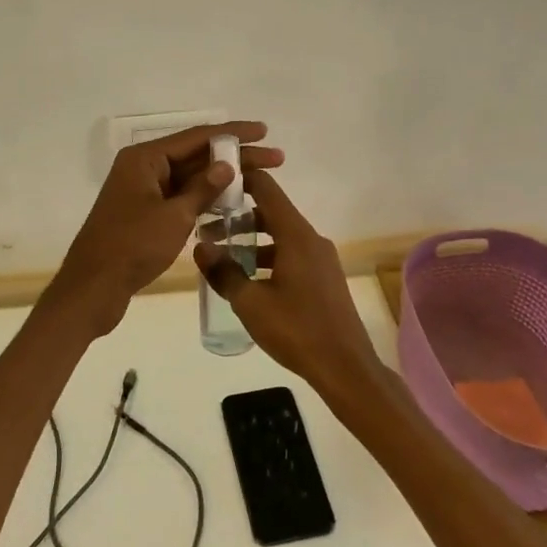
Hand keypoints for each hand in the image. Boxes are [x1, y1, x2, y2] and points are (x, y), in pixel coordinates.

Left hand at [54, 121, 283, 325]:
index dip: (233, 133)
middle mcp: (143, 168)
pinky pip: (180, 197)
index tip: (264, 131)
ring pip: (189, 177)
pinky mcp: (145, 214)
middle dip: (235, 156)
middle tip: (275, 158)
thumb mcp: (174, 216)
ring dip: (222, 178)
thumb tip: (227, 165)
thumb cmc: (132, 247)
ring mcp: (143, 191)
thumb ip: (203, 188)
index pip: (197, 137)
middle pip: (195, 155)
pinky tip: (231, 202)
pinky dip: (204, 198)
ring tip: (261, 179)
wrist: (92, 289)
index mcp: (145, 159)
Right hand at [194, 169, 387, 406]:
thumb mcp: (251, 303)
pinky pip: (292, 254)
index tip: (215, 182)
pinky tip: (250, 279)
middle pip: (273, 212)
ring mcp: (321, 259)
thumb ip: (224, 272)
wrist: (345, 367)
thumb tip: (201, 247)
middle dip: (240, 215)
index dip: (242, 179)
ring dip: (254, 240)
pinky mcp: (324, 278)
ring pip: (282, 236)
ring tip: (223, 255)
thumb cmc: (296, 330)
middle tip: (209, 225)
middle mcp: (311, 239)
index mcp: (296, 236)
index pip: (267, 189)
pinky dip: (270, 256)